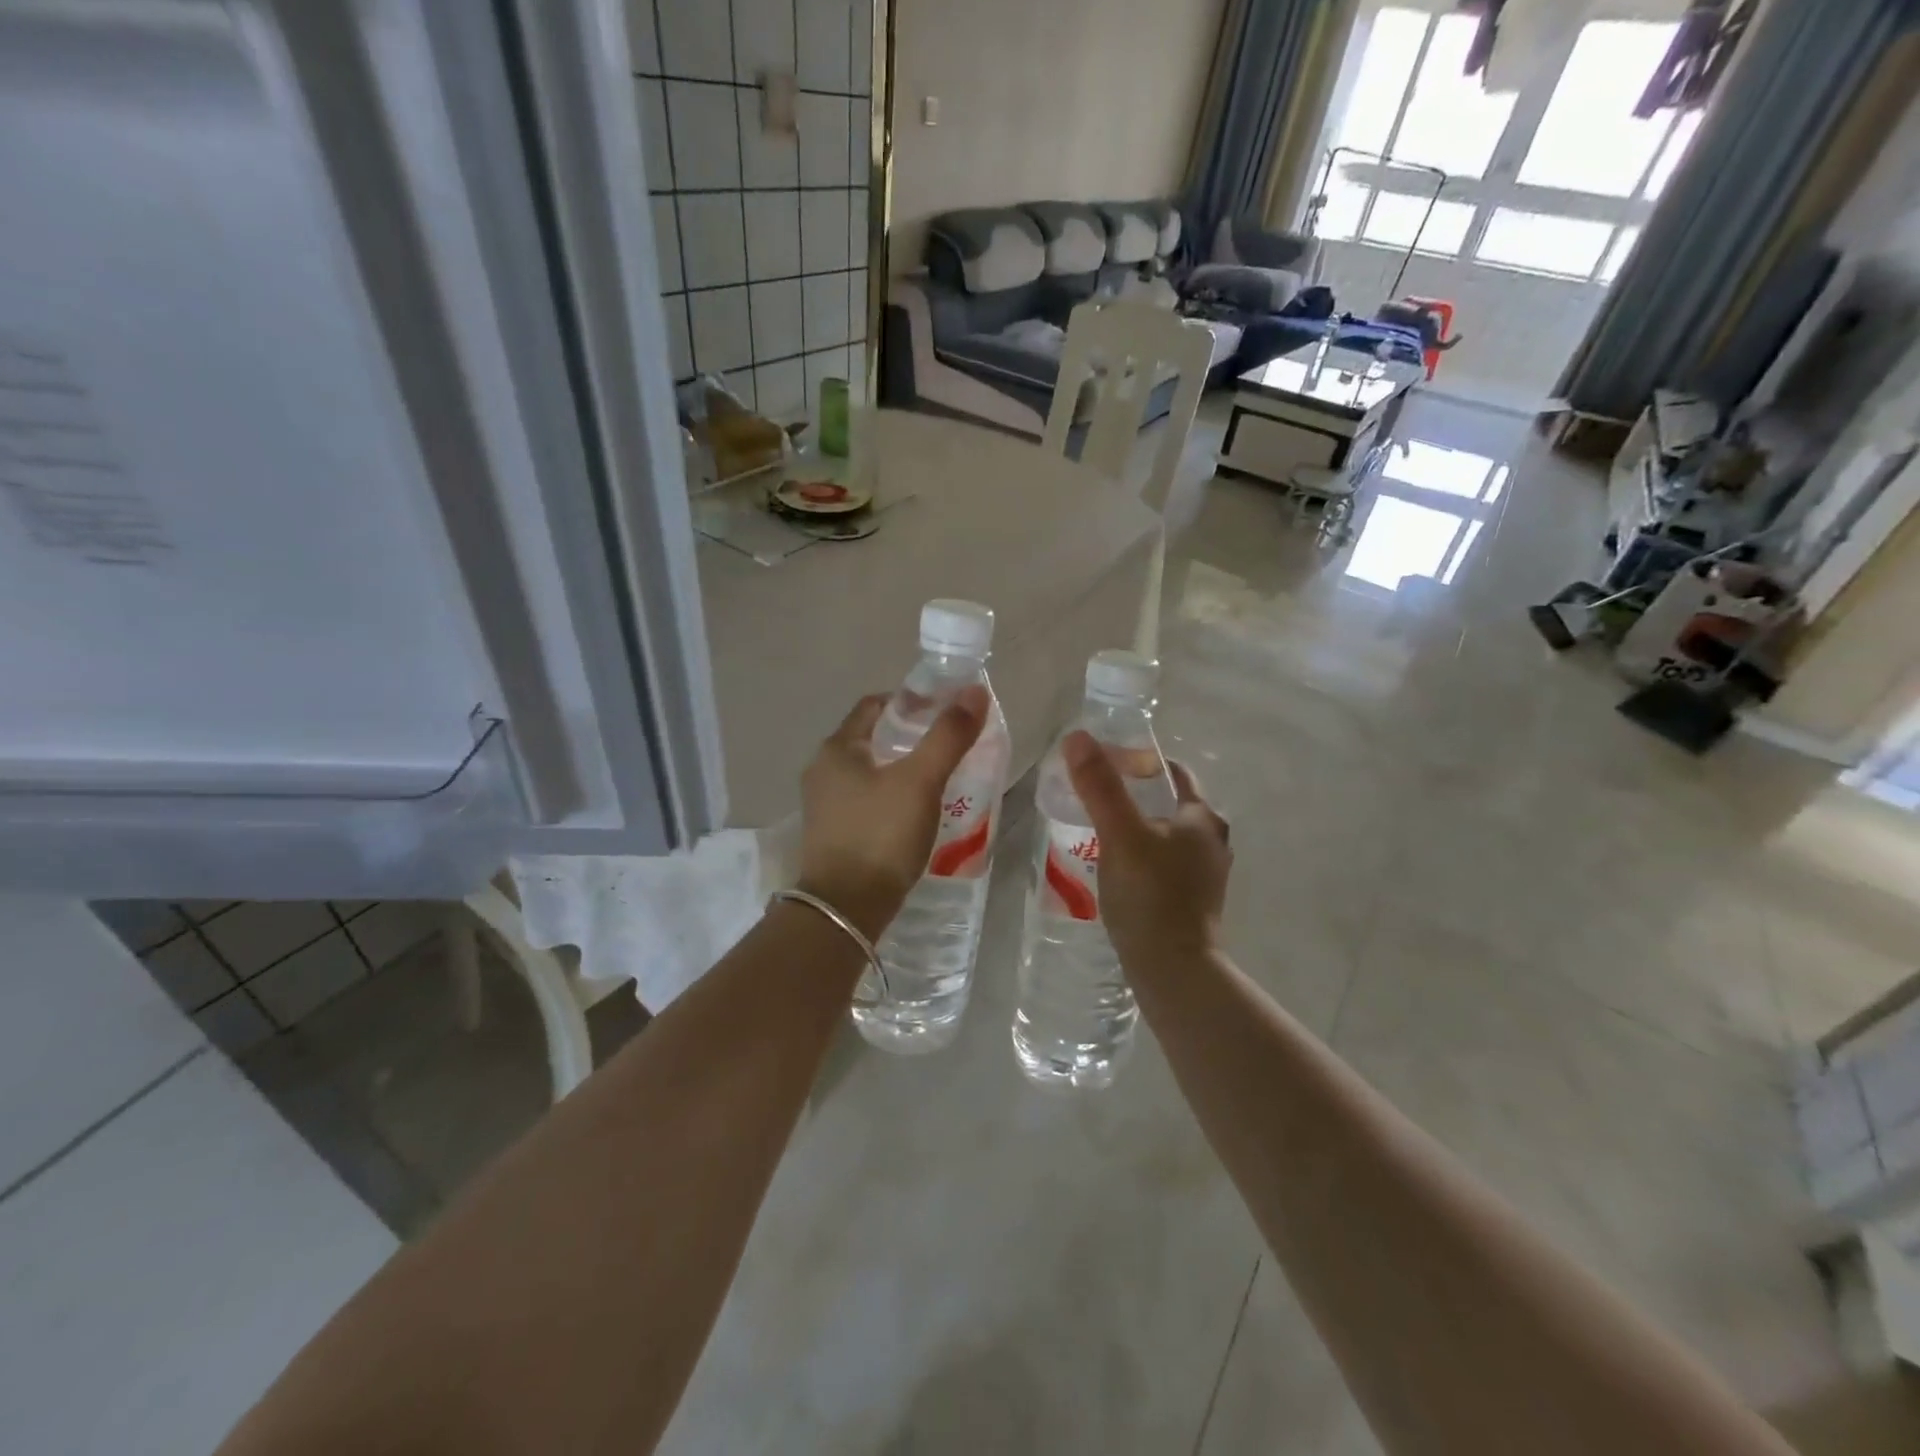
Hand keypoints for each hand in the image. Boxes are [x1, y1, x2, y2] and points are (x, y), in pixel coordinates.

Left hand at [795, 686, 989, 938]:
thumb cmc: (881, 835)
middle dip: (909, 736)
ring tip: (939, 776)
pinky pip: (867, 800)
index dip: (910, 701)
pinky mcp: (833, 834)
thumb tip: (974, 692)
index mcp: (837, 749)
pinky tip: (917, 811)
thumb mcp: (920, 781)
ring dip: (901, 768)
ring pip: (869, 772)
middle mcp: (823, 771)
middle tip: (948, 743)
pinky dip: (892, 796)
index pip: (874, 706)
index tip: (944, 710)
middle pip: (871, 738)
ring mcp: (824, 805)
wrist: (846, 909)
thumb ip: (948, 736)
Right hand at [1062, 732, 1231, 964]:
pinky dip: (1139, 855)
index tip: (1103, 763)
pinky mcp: (1191, 901)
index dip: (1139, 761)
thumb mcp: (1121, 834)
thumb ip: (1100, 786)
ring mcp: (1204, 875)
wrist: (1174, 971)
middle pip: (1169, 803)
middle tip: (1093, 795)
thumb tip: (1077, 737)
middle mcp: (1212, 841)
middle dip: (1133, 794)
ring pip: (1165, 835)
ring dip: (1135, 826)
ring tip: (1096, 829)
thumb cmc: (1151, 895)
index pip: (1173, 772)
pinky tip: (1113, 867)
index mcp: (1203, 818)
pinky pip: (1162, 863)